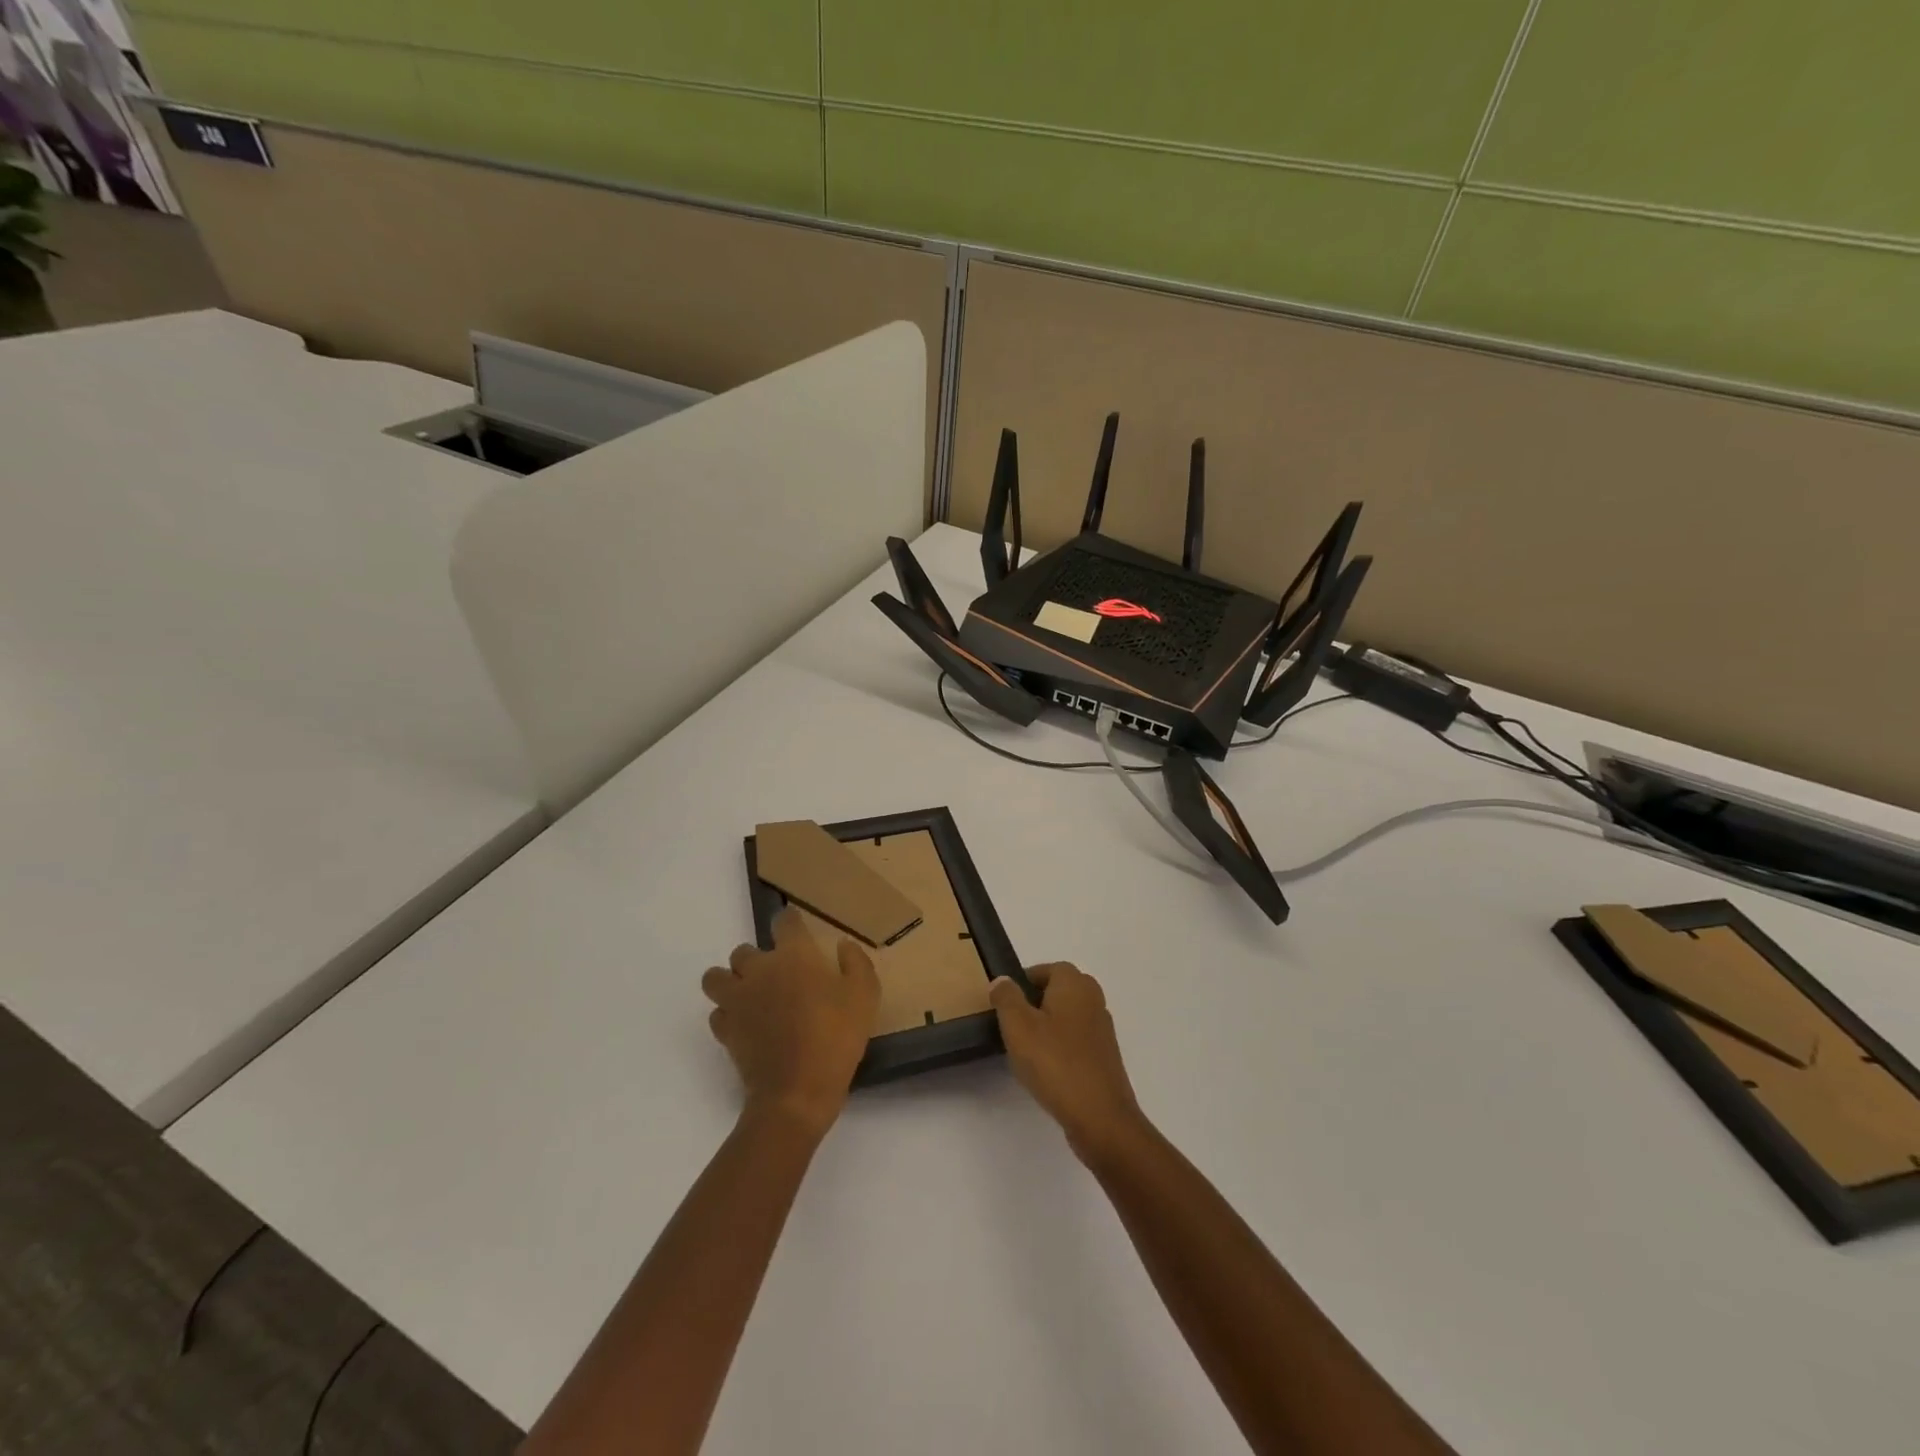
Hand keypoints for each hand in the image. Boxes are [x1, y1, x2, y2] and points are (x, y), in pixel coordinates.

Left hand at [704, 908, 880, 1136]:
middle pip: (743, 950)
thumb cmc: (836, 1038)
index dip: (790, 922)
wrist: (797, 1093)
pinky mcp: (726, 1030)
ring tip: (750, 995)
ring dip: (730, 981)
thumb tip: (843, 945)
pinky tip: (745, 1024)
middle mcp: (759, 970)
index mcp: (794, 956)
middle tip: (777, 975)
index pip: (784, 921)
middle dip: (757, 958)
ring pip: (716, 977)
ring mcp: (737, 1001)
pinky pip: (717, 1013)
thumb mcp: (865, 996)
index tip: (799, 931)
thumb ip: (856, 963)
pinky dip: (728, 1014)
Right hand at [989, 963, 1145, 1161]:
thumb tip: (1003, 980)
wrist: (1100, 1116)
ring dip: (1047, 1026)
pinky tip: (1045, 1069)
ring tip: (1024, 1049)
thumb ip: (1006, 997)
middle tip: (1012, 1024)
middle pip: (1058, 991)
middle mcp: (1093, 999)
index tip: (1004, 1003)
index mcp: (1074, 984)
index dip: (1023, 982)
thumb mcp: (1018, 1026)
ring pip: (1067, 1016)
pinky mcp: (1104, 1056)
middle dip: (1034, 1003)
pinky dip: (1060, 1046)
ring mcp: (1102, 1028)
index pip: (1046, 969)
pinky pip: (1076, 1040)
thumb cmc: (1055, 1063)